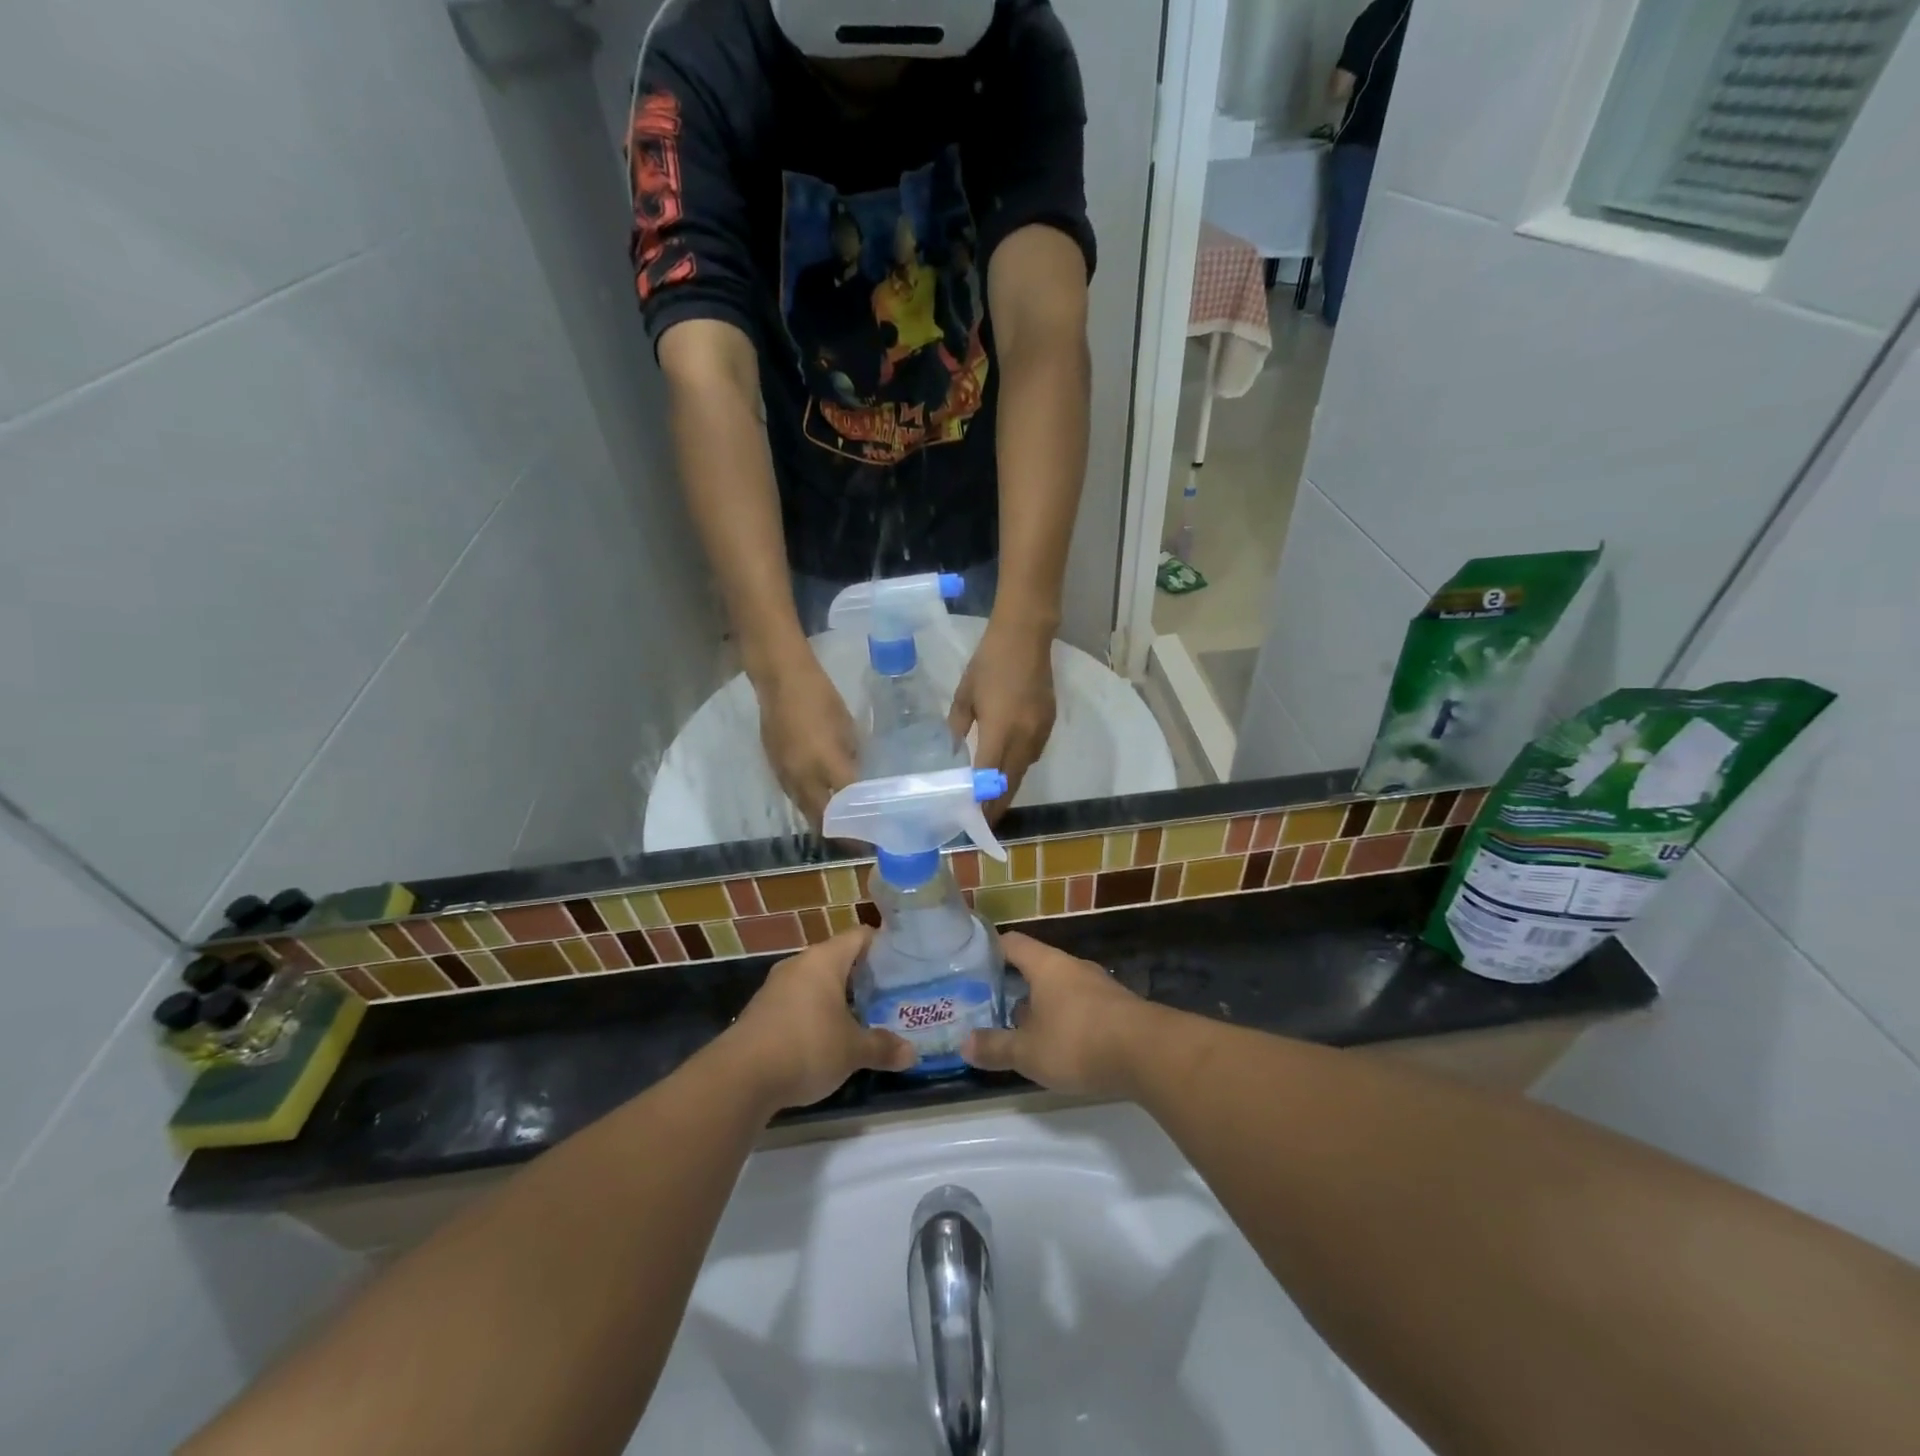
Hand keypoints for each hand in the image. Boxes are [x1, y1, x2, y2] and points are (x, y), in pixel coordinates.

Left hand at [725, 930, 913, 1112]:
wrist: (739, 1077)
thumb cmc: (807, 1047)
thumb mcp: (852, 1051)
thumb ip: (882, 1047)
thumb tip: (912, 1054)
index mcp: (824, 960)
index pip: (860, 935)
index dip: (883, 944)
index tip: (903, 961)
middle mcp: (799, 964)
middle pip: (838, 958)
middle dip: (863, 975)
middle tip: (890, 992)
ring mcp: (776, 987)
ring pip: (816, 981)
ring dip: (838, 996)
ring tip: (864, 1015)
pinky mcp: (762, 1011)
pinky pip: (798, 1001)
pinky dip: (815, 1012)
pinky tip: (828, 1036)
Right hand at [757, 656, 858, 829]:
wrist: (780, 679)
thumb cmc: (821, 697)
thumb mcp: (847, 726)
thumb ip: (853, 756)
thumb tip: (861, 777)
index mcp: (826, 762)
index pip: (848, 803)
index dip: (861, 823)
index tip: (876, 836)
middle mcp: (803, 776)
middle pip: (822, 817)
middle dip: (840, 834)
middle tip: (859, 840)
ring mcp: (785, 775)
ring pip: (805, 810)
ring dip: (823, 823)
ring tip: (843, 829)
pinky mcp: (774, 769)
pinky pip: (794, 797)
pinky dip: (809, 806)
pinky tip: (821, 805)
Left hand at [949, 616, 1055, 817]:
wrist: (1026, 635)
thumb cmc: (989, 661)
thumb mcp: (965, 695)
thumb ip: (958, 727)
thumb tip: (954, 752)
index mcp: (1001, 730)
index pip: (990, 777)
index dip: (981, 801)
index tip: (971, 820)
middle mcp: (1025, 737)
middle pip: (1011, 782)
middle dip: (997, 805)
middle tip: (983, 822)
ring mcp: (1040, 731)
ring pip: (1024, 771)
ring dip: (1009, 788)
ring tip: (992, 802)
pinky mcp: (1049, 724)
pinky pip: (1033, 755)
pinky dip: (1019, 768)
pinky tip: (1007, 769)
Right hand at [962, 933, 1155, 1098]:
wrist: (1149, 1054)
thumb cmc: (1078, 1042)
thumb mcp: (1028, 1052)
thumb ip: (995, 1047)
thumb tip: (963, 1043)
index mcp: (1046, 965)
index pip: (1013, 943)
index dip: (991, 949)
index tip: (972, 962)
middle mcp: (1072, 967)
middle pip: (1037, 967)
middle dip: (1015, 985)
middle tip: (991, 1004)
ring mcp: (1099, 987)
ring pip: (1060, 989)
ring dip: (1042, 1006)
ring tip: (1021, 1028)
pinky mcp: (1118, 1010)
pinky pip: (1082, 1007)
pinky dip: (1066, 1020)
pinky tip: (1060, 1045)